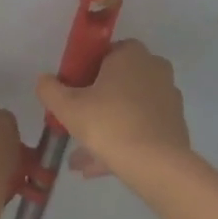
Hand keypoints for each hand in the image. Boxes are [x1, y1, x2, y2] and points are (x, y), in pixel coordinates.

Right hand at [36, 40, 189, 180]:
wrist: (156, 164)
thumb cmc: (109, 124)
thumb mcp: (68, 107)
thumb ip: (50, 90)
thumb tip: (43, 80)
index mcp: (131, 55)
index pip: (105, 52)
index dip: (86, 71)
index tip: (73, 92)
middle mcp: (154, 69)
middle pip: (118, 82)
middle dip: (95, 104)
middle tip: (76, 124)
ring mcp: (167, 98)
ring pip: (128, 110)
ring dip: (106, 128)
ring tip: (81, 158)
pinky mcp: (174, 125)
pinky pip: (142, 128)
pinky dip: (123, 141)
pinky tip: (100, 166)